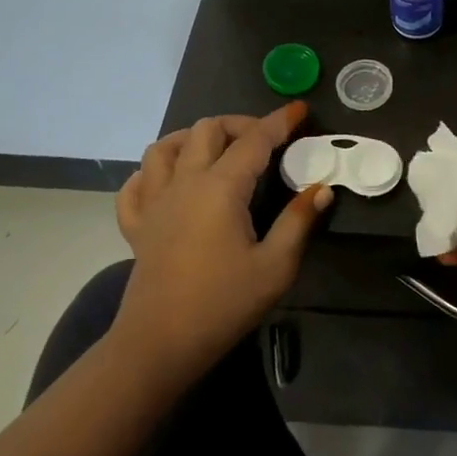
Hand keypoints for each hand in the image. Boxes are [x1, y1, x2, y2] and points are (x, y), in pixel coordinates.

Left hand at [111, 103, 330, 388]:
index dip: (280, 122)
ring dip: (192, 138)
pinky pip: (135, 185)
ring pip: (164, 148)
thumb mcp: (276, 266)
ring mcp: (154, 203)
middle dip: (239, 124)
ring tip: (216, 150)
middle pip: (206, 130)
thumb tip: (321, 188)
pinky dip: (152, 173)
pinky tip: (170, 182)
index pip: (254, 140)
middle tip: (266, 140)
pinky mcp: (137, 226)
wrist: (159, 345)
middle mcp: (184, 184)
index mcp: (221, 189)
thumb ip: (299, 221)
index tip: (300, 110)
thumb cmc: (223, 304)